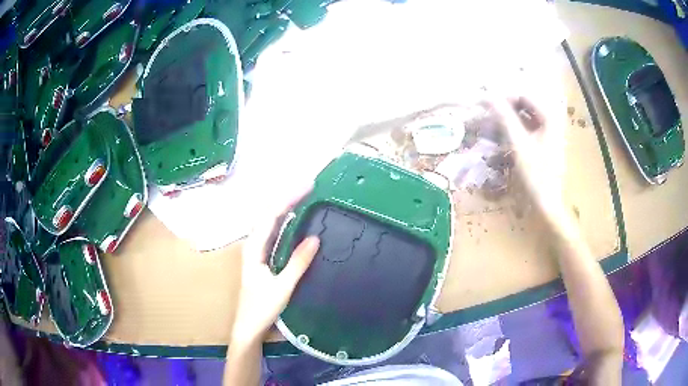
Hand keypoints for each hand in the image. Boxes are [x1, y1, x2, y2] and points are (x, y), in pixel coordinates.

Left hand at [231, 194, 319, 345]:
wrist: (249, 327)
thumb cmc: (262, 308)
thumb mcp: (283, 287)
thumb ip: (298, 262)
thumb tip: (315, 238)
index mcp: (254, 248)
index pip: (271, 215)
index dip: (289, 198)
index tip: (308, 186)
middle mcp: (253, 245)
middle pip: (269, 214)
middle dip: (288, 198)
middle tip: (309, 187)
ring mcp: (257, 251)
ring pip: (270, 222)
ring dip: (285, 208)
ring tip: (304, 197)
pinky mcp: (262, 258)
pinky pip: (273, 233)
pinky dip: (285, 222)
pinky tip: (295, 221)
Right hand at [479, 95, 567, 222]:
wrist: (546, 203)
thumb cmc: (535, 174)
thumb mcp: (518, 143)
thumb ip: (505, 117)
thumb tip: (489, 95)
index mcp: (550, 118)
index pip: (524, 96)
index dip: (505, 98)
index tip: (487, 105)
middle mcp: (552, 121)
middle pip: (526, 106)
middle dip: (507, 109)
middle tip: (489, 116)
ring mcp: (549, 134)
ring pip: (526, 118)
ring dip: (509, 120)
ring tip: (493, 127)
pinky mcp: (545, 144)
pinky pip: (528, 130)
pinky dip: (515, 131)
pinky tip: (505, 138)